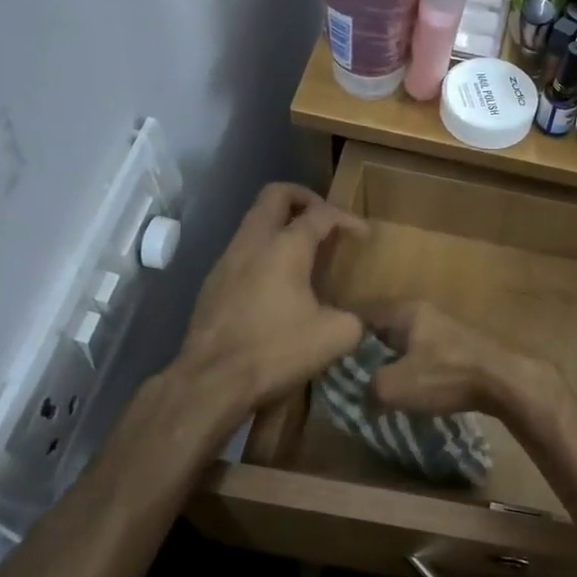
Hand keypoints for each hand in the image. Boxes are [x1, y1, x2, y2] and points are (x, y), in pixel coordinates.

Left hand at [93, 185, 364, 502]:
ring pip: (254, 221)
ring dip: (280, 225)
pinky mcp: (212, 283)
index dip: (348, 218)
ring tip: (304, 252)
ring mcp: (227, 260)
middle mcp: (253, 242)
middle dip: (304, 198)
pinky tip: (277, 283)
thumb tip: (356, 319)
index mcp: (286, 247)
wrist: (211, 380)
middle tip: (324, 218)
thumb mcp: (336, 337)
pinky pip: (243, 250)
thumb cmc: (276, 350)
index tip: (365, 235)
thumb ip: (355, 318)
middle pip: (276, 196)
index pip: (322, 214)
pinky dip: (264, 251)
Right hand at [360, 300, 550, 418]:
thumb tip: (362, 395)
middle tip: (349, 378)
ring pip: (404, 342)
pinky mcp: (459, 345)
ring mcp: (443, 327)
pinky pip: (424, 354)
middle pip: (382, 329)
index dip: (342, 337)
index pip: (360, 315)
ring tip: (376, 387)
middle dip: (366, 353)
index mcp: (404, 310)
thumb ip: (368, 388)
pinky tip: (410, 389)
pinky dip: (413, 369)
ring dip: (391, 362)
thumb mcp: (394, 386)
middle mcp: (423, 311)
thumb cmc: (446, 376)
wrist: (504, 381)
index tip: (328, 360)